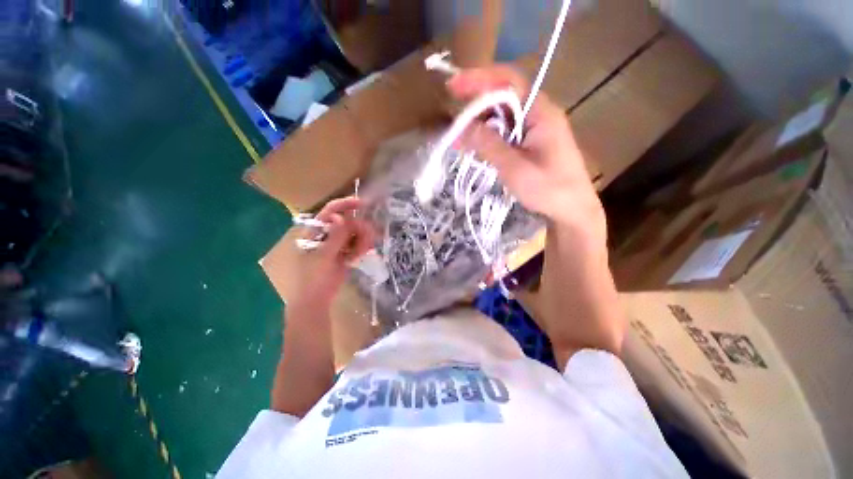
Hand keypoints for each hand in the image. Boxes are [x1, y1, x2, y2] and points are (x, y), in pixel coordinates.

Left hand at [290, 197, 374, 312]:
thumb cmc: (313, 278)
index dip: (346, 204)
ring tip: (360, 254)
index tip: (363, 204)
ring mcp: (337, 242)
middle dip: (360, 230)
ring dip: (362, 241)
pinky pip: (358, 243)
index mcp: (316, 230)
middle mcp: (327, 233)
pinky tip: (358, 257)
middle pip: (349, 222)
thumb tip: (340, 217)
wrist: (317, 300)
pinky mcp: (345, 251)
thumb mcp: (323, 257)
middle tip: (367, 241)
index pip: (331, 211)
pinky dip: (362, 248)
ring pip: (356, 233)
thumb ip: (334, 237)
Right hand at [447, 66, 605, 243]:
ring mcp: (534, 130)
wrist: (572, 210)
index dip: (479, 79)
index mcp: (540, 113)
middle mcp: (538, 115)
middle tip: (454, 124)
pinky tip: (474, 148)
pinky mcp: (530, 144)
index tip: (453, 87)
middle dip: (475, 107)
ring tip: (459, 141)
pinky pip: (505, 134)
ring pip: (502, 118)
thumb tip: (463, 126)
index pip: (509, 82)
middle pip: (503, 99)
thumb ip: (489, 145)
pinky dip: (487, 139)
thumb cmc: (548, 189)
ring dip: (479, 126)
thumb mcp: (515, 168)